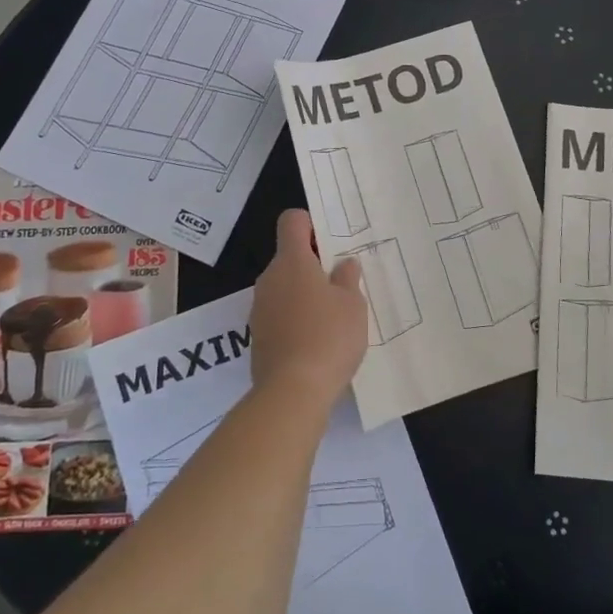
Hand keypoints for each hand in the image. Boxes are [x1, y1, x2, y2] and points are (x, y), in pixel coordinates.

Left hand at [249, 209, 367, 410]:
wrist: (292, 392)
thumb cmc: (328, 337)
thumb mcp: (353, 304)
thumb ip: (348, 278)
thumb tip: (343, 264)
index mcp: (292, 261)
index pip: (292, 221)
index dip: (310, 224)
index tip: (331, 244)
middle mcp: (270, 278)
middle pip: (289, 256)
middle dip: (314, 265)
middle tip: (343, 283)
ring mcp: (260, 308)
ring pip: (285, 287)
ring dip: (305, 294)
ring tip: (334, 316)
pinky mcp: (259, 336)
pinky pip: (280, 314)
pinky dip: (296, 319)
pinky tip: (318, 340)